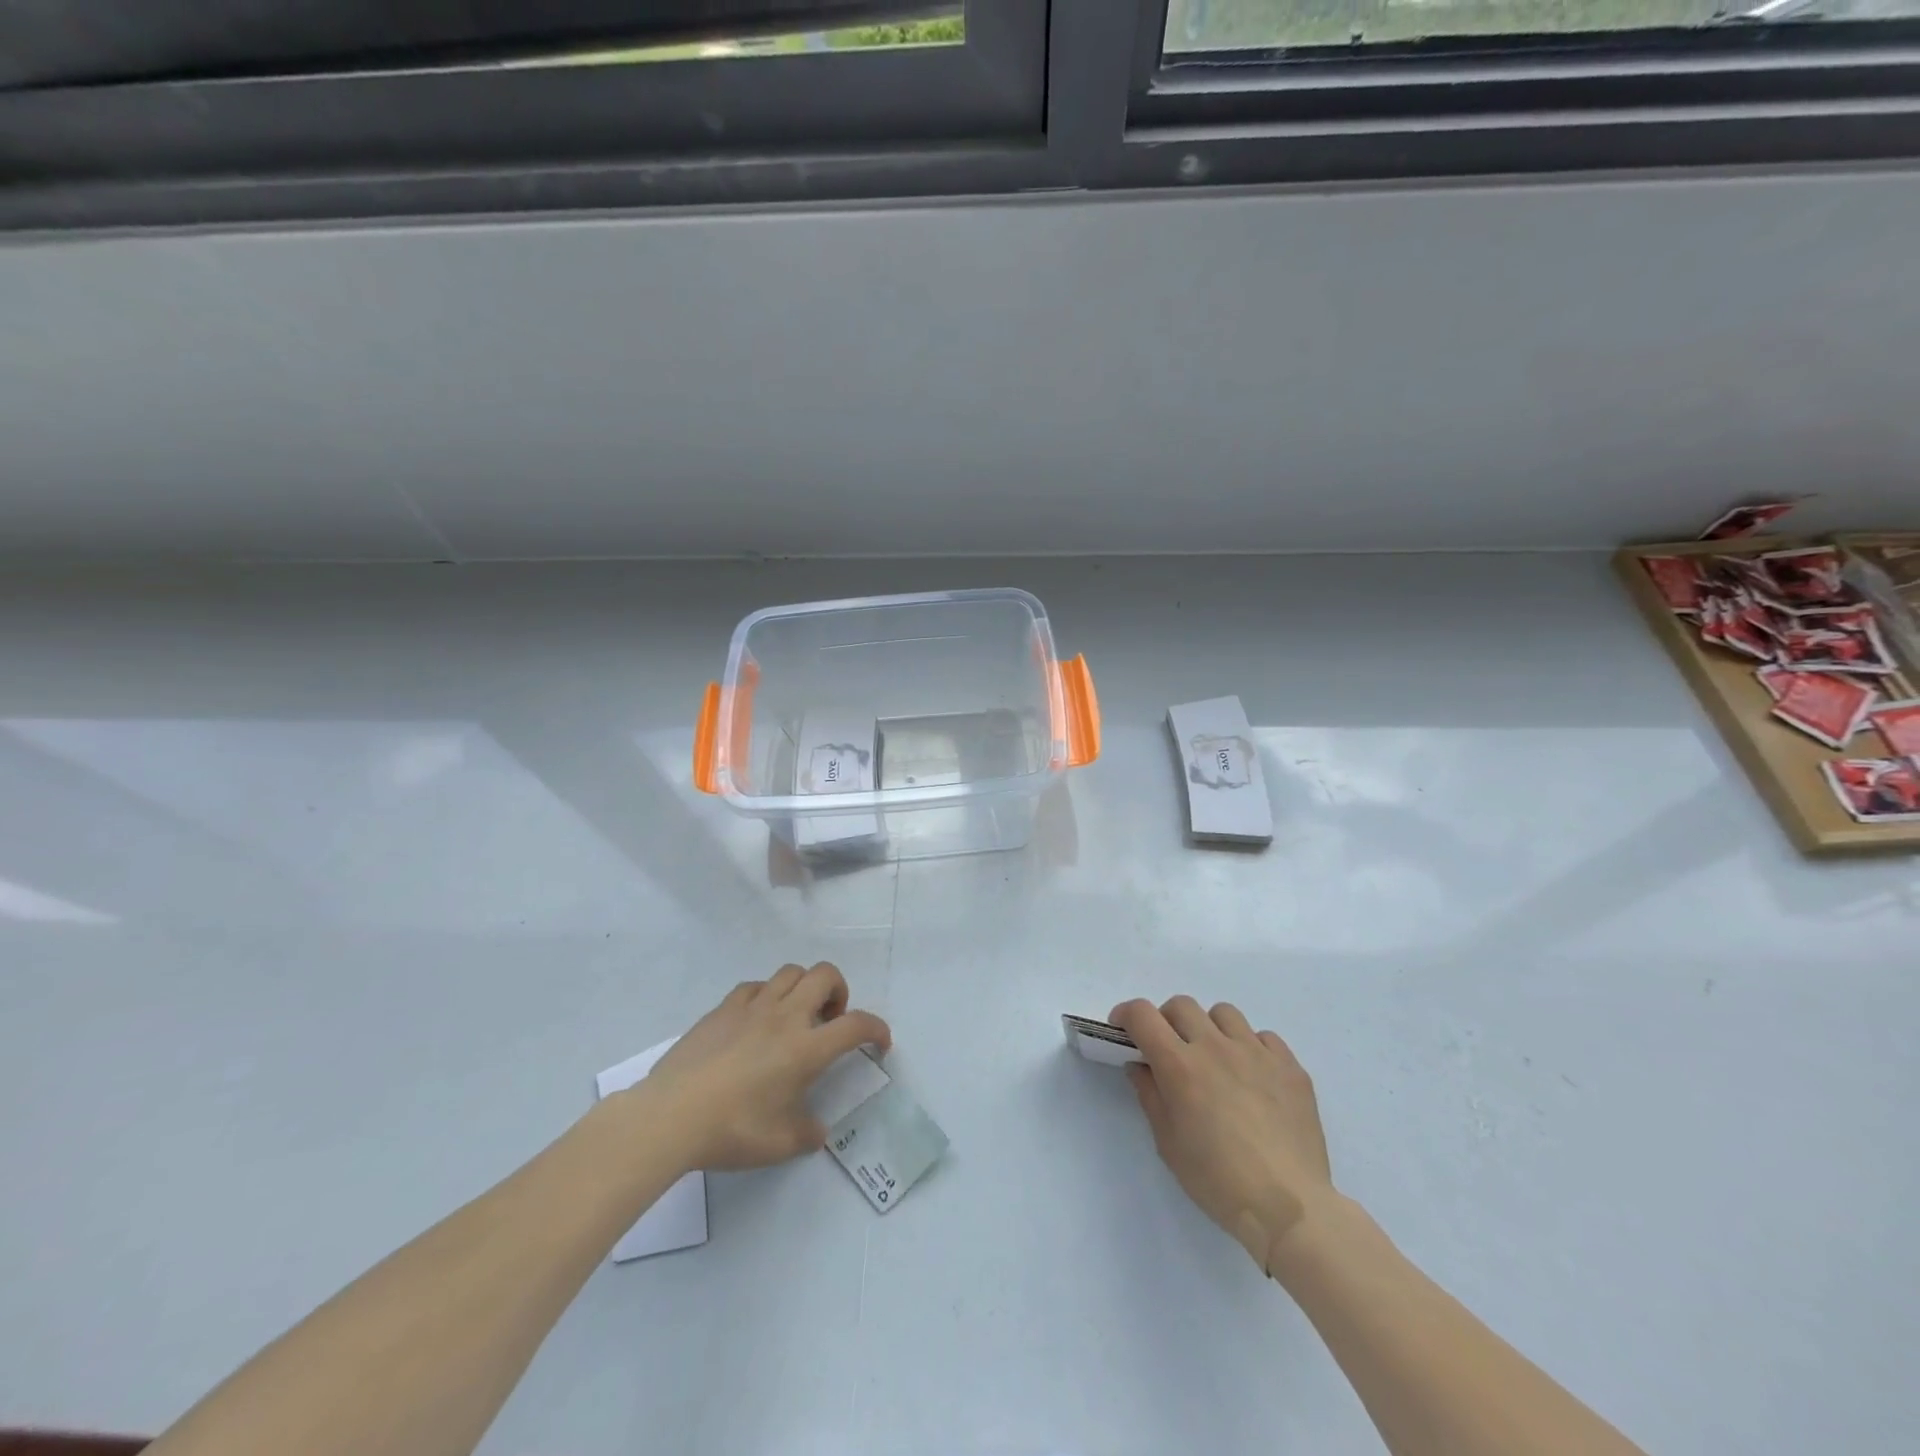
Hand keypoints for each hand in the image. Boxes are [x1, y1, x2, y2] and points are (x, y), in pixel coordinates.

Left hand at [637, 962, 890, 1171]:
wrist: (671, 1116)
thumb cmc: (732, 1130)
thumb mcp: (779, 1145)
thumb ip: (807, 1133)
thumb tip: (817, 1129)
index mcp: (806, 1049)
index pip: (856, 1025)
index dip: (877, 1029)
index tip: (879, 1043)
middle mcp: (785, 1017)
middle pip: (825, 975)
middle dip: (839, 991)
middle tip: (829, 1021)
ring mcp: (752, 1007)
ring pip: (791, 972)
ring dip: (804, 988)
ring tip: (795, 1016)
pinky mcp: (723, 1008)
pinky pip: (755, 986)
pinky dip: (767, 996)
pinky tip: (757, 1020)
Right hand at [1110, 995, 1333, 1274]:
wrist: (1290, 1208)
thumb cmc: (1218, 1181)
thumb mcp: (1168, 1144)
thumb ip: (1150, 1095)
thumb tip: (1140, 1065)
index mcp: (1180, 1065)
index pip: (1142, 1015)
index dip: (1126, 1015)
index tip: (1123, 1030)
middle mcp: (1216, 1047)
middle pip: (1182, 1005)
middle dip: (1167, 1021)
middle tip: (1169, 1050)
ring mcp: (1257, 1053)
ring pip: (1224, 1013)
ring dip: (1210, 1028)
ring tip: (1215, 1060)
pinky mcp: (1290, 1066)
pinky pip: (1264, 1037)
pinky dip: (1250, 1047)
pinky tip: (1253, 1077)